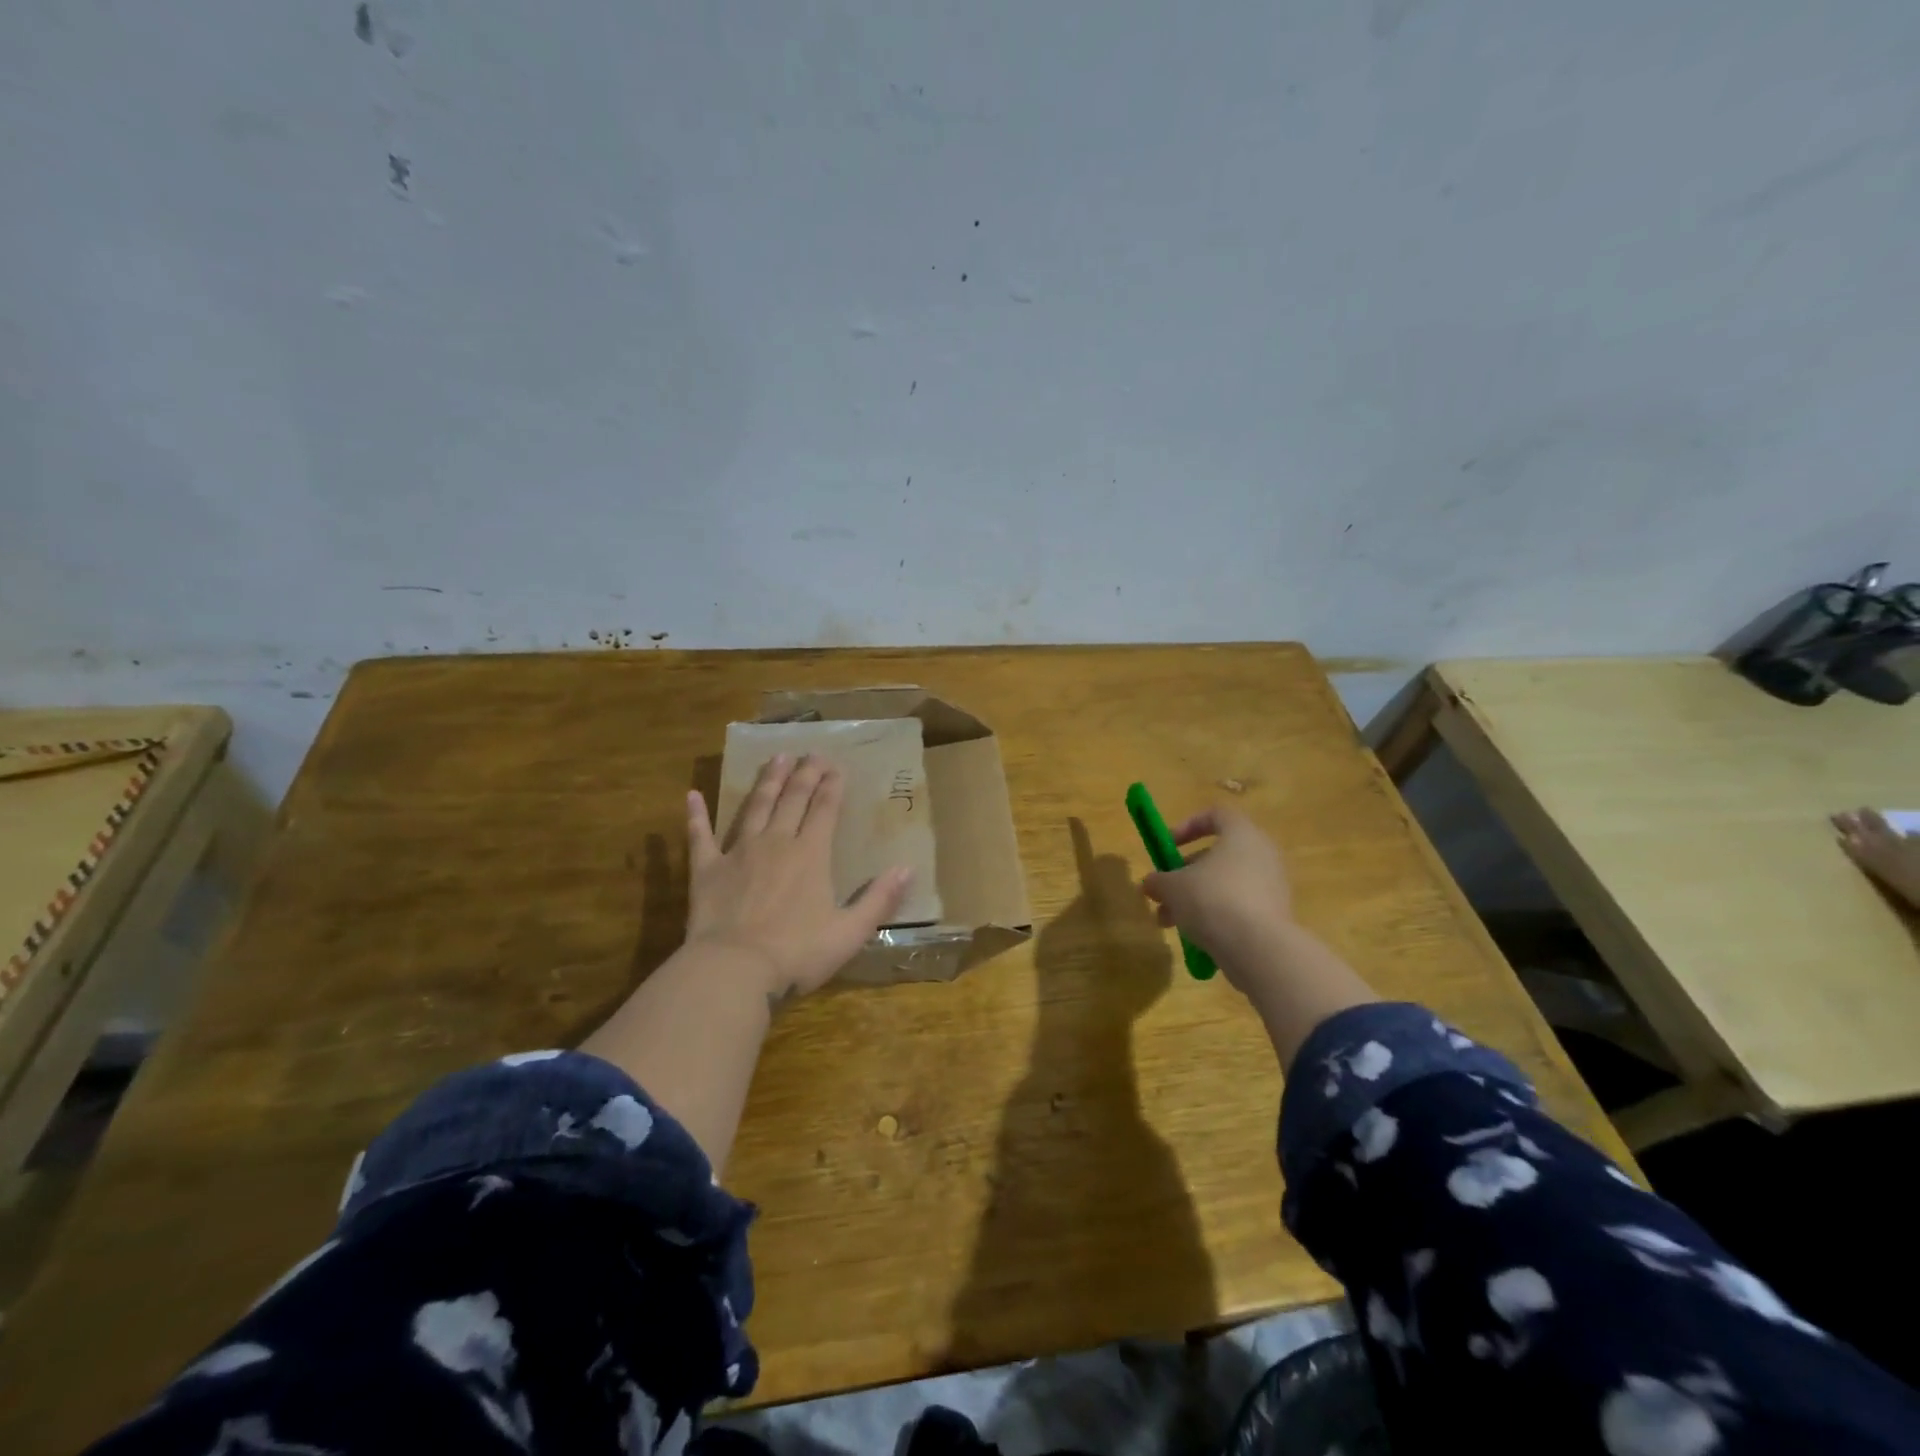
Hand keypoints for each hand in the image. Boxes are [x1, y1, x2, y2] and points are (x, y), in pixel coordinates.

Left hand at [684, 753, 912, 1001]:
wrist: (733, 969)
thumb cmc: (797, 953)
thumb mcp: (850, 932)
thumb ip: (879, 899)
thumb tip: (908, 868)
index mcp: (811, 855)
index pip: (825, 810)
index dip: (832, 786)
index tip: (836, 766)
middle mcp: (777, 843)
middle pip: (793, 799)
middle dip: (804, 774)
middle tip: (811, 753)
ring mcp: (739, 852)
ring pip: (756, 807)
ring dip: (767, 781)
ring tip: (775, 758)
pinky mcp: (706, 869)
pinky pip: (700, 835)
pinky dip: (697, 815)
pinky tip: (693, 795)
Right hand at [1139, 806, 1296, 994]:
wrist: (1259, 948)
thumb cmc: (1212, 900)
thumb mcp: (1172, 887)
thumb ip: (1158, 881)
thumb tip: (1150, 884)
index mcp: (1241, 834)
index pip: (1216, 815)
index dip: (1188, 826)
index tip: (1167, 846)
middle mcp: (1262, 854)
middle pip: (1218, 854)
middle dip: (1185, 874)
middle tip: (1163, 892)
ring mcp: (1272, 886)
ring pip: (1226, 884)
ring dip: (1195, 899)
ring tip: (1169, 923)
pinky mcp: (1276, 915)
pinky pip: (1239, 907)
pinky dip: (1217, 916)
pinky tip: (1196, 937)